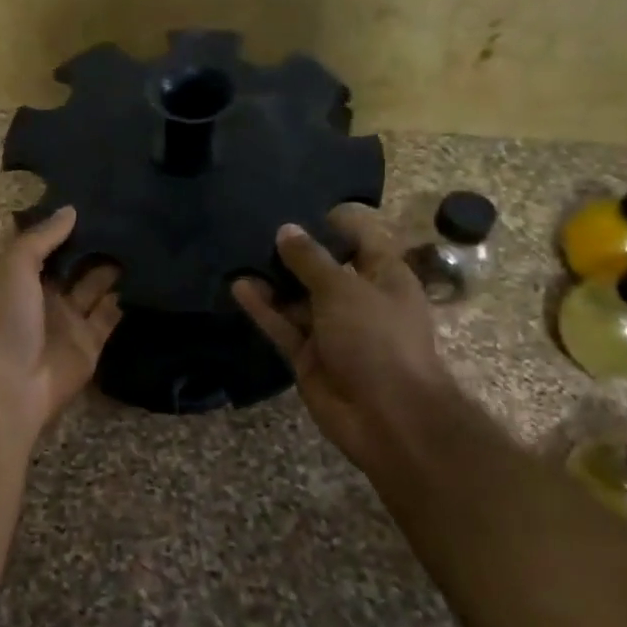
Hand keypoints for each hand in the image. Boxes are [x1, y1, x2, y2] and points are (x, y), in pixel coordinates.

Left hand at [0, 206, 121, 445]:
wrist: (9, 388)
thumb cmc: (3, 319)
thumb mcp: (13, 266)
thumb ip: (42, 237)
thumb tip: (71, 209)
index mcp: (16, 276)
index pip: (43, 243)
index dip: (63, 223)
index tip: (94, 196)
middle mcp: (42, 295)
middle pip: (72, 263)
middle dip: (94, 242)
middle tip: (128, 212)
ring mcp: (67, 320)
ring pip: (95, 285)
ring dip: (114, 265)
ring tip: (143, 235)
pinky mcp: (90, 343)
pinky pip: (111, 314)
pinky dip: (126, 297)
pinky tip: (149, 271)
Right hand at [231, 203, 452, 476]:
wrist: (388, 417)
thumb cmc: (377, 339)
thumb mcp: (343, 289)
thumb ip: (310, 259)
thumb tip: (286, 230)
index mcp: (384, 276)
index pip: (360, 238)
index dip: (333, 223)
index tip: (298, 208)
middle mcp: (359, 299)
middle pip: (323, 268)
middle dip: (294, 251)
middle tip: (255, 228)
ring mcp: (332, 330)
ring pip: (297, 298)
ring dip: (273, 280)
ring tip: (240, 254)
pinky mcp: (309, 355)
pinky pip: (283, 325)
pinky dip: (263, 309)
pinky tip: (238, 287)